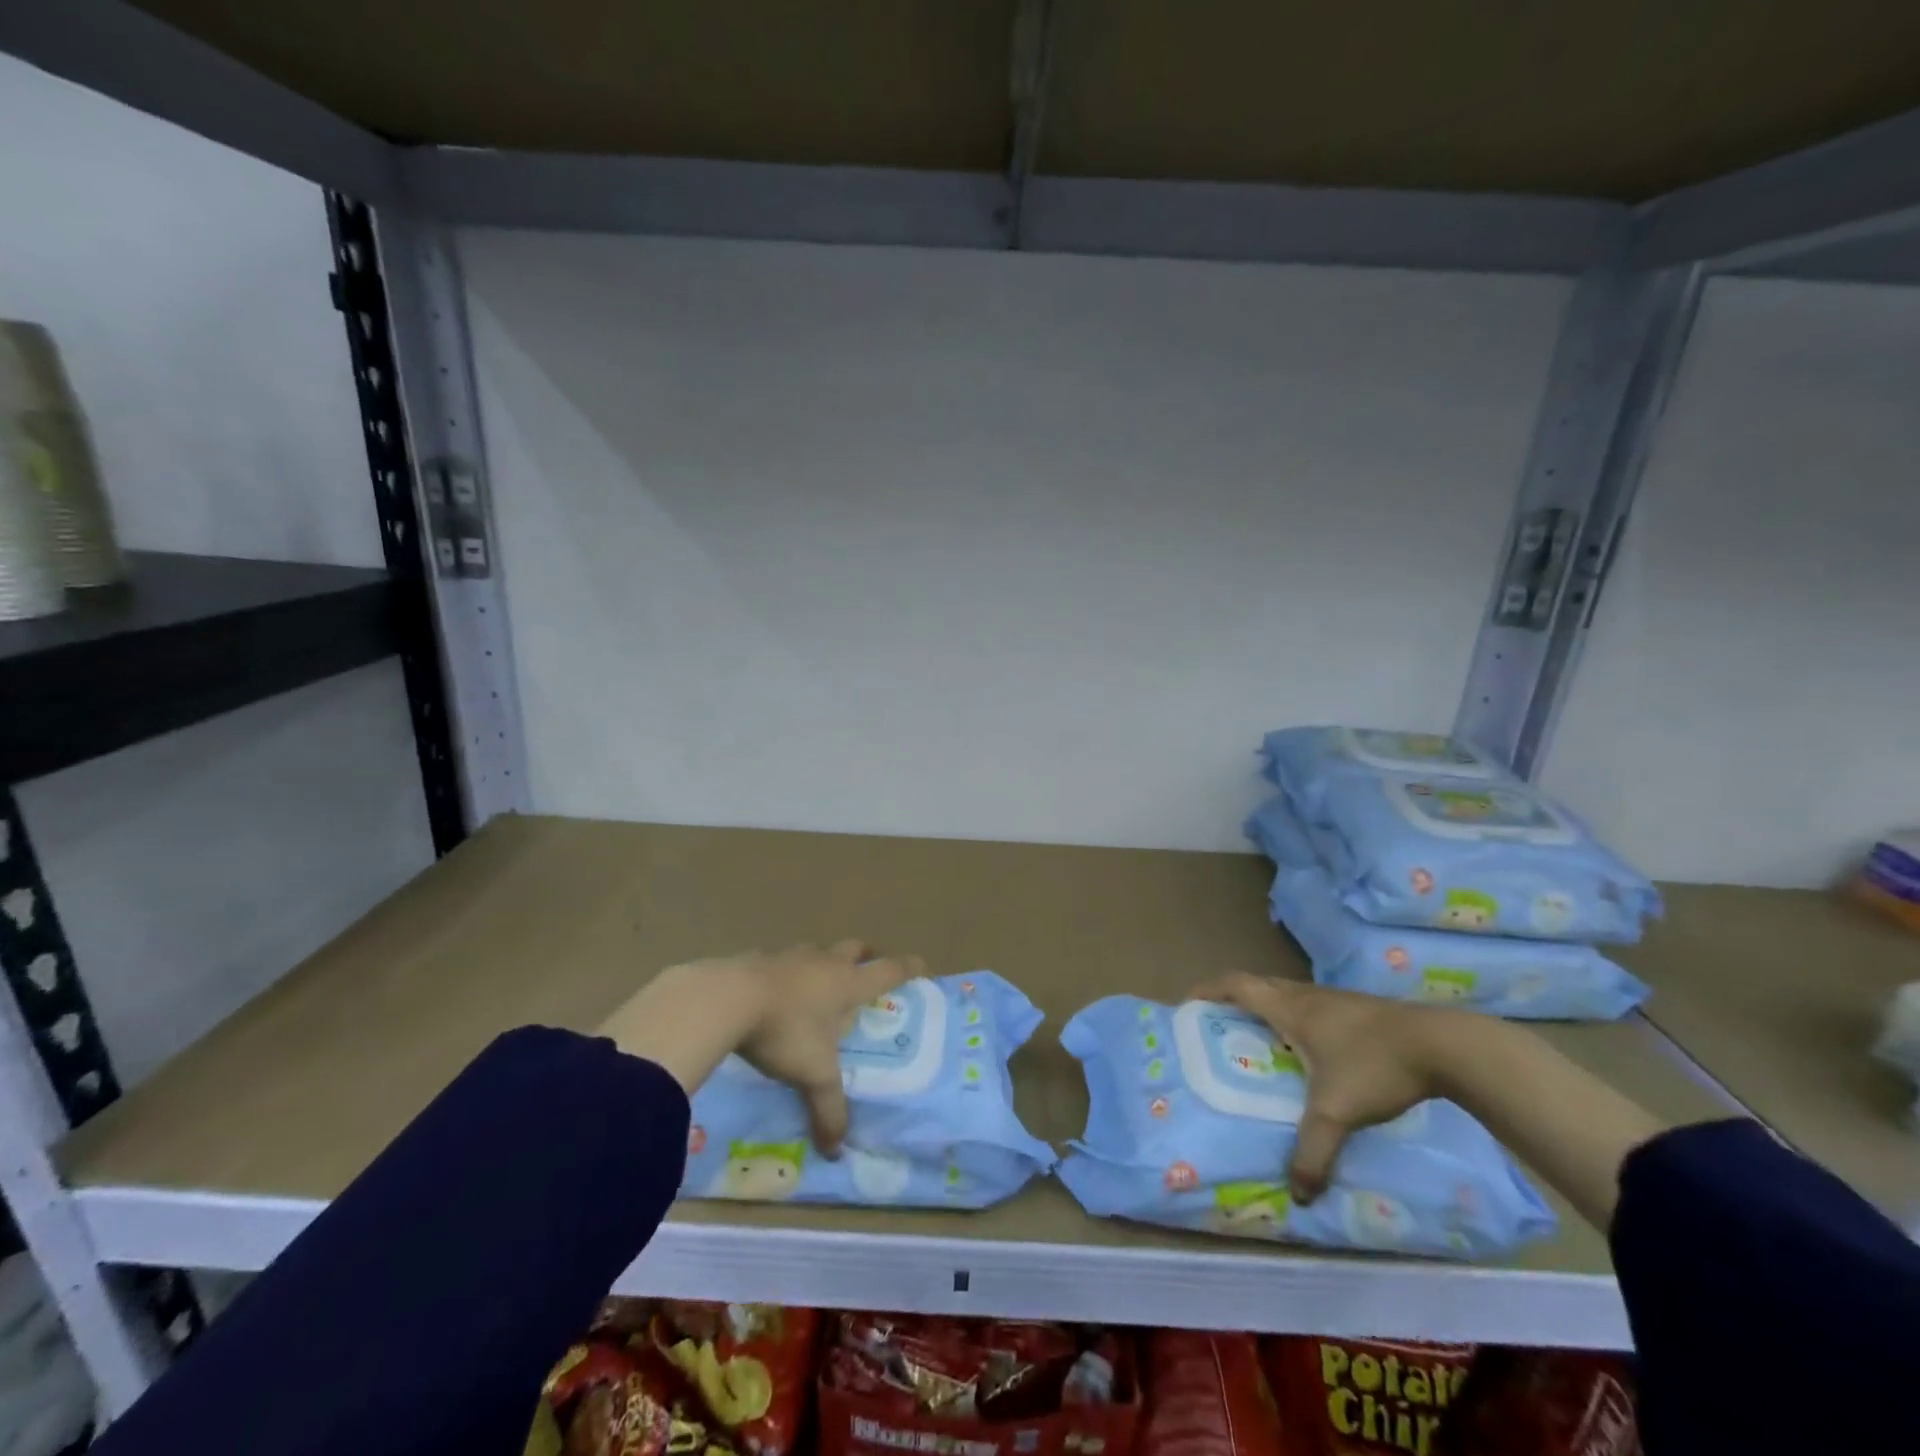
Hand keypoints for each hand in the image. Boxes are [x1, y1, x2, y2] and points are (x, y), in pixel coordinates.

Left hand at [600, 940, 918, 1155]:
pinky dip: (787, 971)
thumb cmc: (784, 1031)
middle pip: (855, 948)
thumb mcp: (812, 1074)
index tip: (923, 967)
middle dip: (866, 956)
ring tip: (820, 984)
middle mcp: (824, 963)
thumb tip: (837, 1150)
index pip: (889, 971)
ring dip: (825, 961)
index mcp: (847, 984)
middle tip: (869, 969)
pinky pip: (782, 961)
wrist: (726, 999)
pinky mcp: (759, 958)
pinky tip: (776, 992)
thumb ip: (828, 1109)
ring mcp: (790, 956)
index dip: (908, 968)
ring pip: (818, 950)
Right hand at [1188, 971, 1451, 1201]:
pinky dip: (1296, 1020)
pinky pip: (1312, 1006)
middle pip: (1258, 985)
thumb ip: (1313, 1152)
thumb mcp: (1337, 1113)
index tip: (1187, 1004)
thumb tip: (1296, 1194)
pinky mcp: (1359, 1009)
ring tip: (1260, 1041)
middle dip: (1233, 1001)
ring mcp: (1335, 999)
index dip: (1207, 990)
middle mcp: (1306, 996)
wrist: (1443, 1045)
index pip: (1235, 984)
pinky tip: (1311, 1051)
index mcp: (1289, 1008)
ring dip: (1267, 1009)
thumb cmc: (1374, 1065)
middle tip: (1219, 1026)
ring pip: (1287, 995)